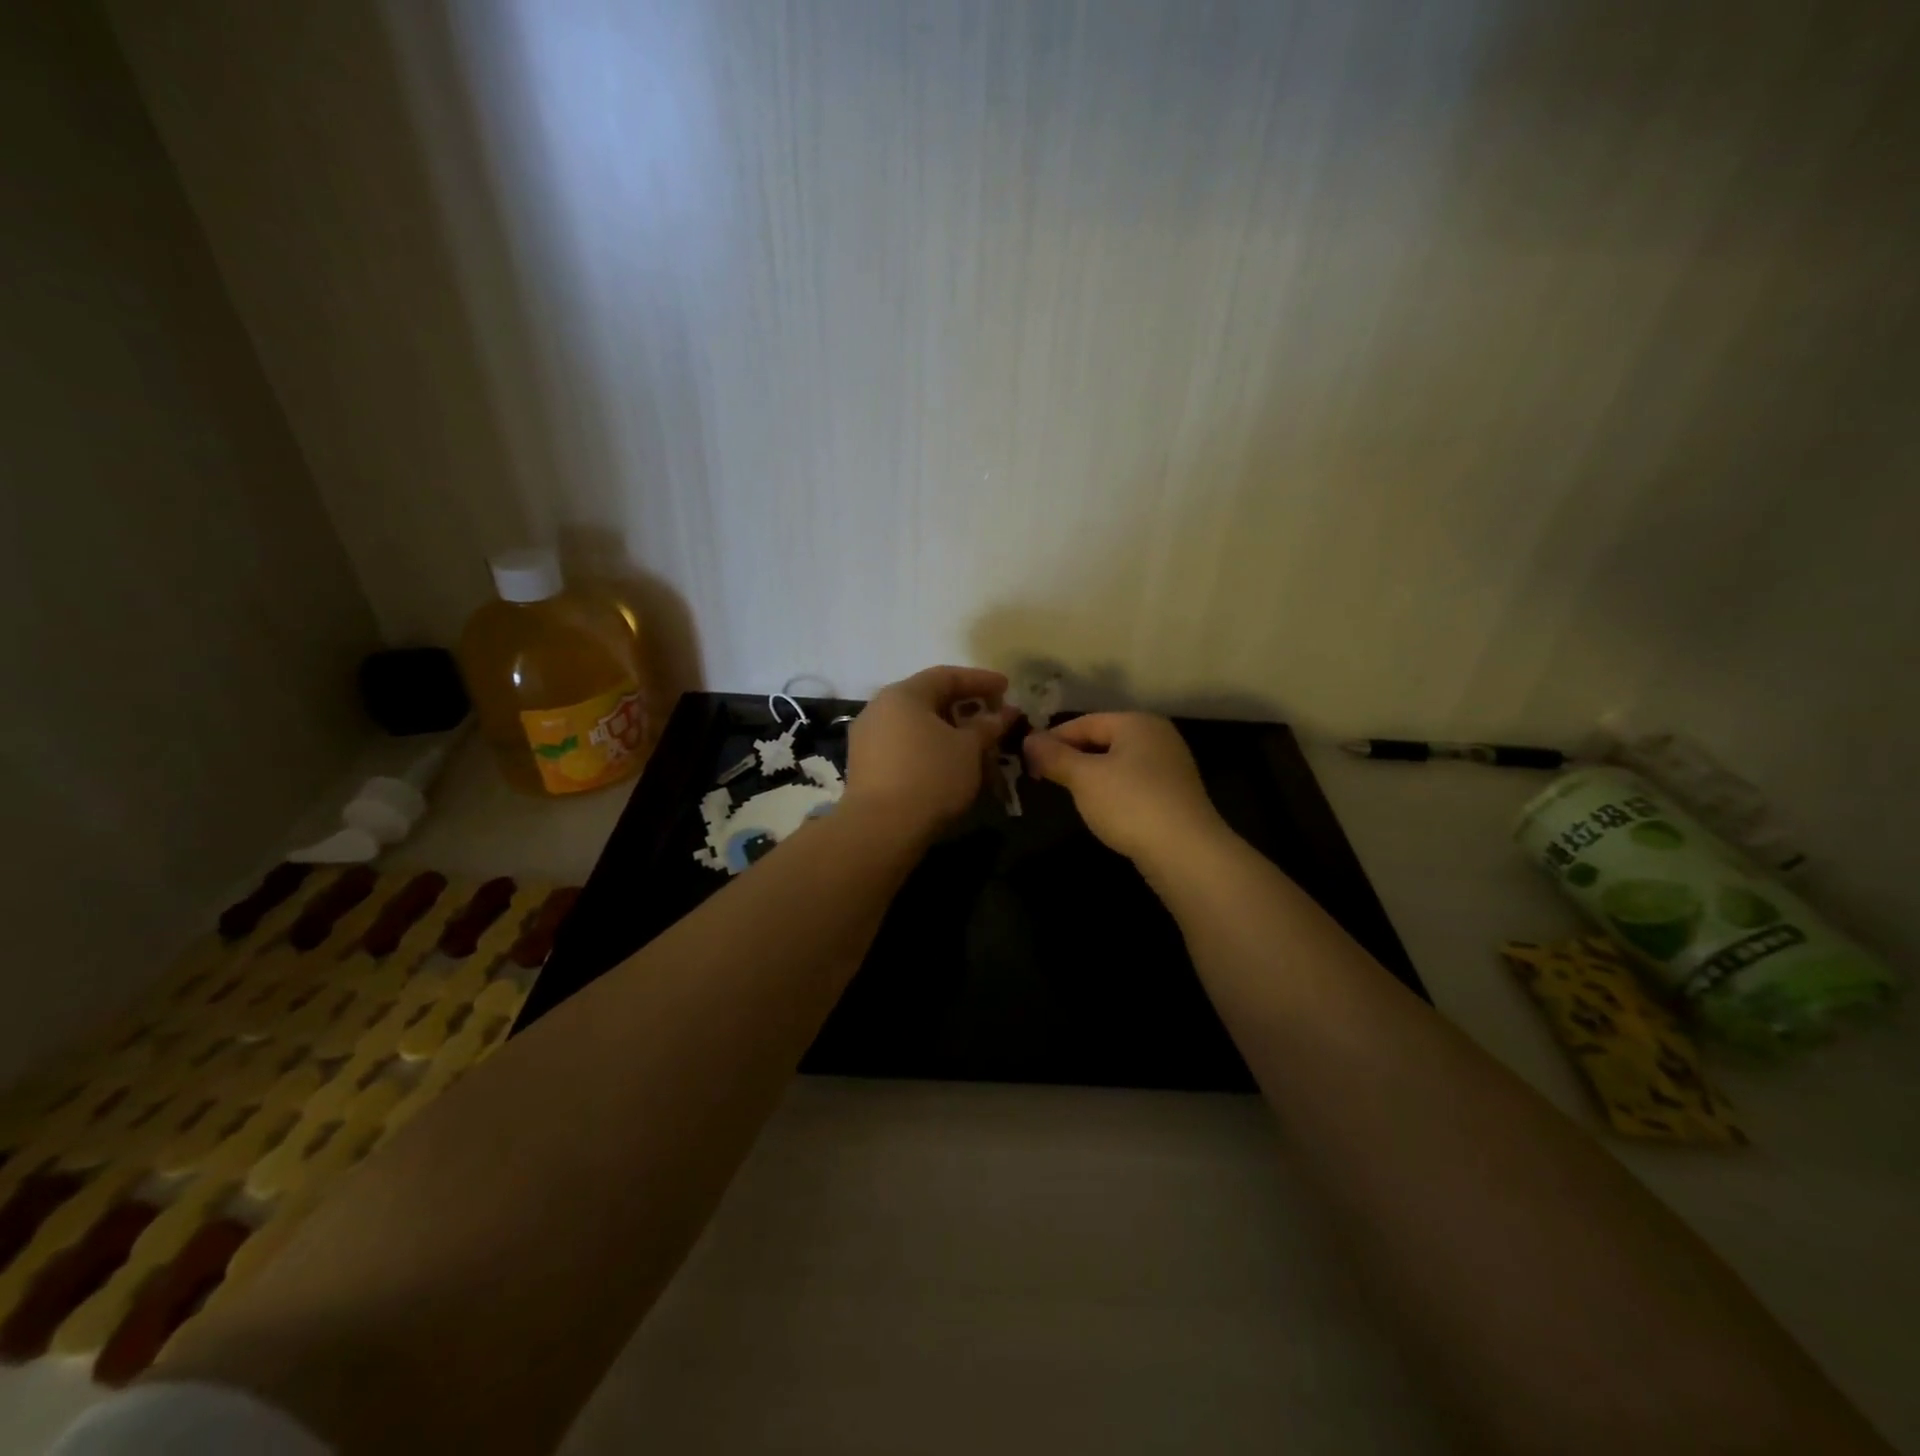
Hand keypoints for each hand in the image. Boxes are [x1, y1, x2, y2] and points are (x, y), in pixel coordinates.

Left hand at [844, 666, 1017, 840]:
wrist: (881, 828)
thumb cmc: (931, 776)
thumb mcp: (968, 748)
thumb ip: (987, 726)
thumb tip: (1005, 713)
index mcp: (903, 694)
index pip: (947, 676)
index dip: (981, 680)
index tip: (1007, 688)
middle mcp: (879, 709)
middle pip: (929, 699)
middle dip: (965, 708)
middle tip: (992, 718)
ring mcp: (868, 738)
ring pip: (917, 726)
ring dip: (949, 732)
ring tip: (976, 746)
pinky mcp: (865, 766)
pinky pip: (905, 747)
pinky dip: (930, 749)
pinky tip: (950, 765)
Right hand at [1023, 713, 1231, 868]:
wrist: (1185, 852)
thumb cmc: (1130, 804)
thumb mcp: (1084, 778)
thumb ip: (1054, 756)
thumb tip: (1028, 740)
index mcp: (1137, 722)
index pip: (1084, 722)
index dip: (1052, 739)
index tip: (1026, 759)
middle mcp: (1157, 736)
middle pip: (1102, 739)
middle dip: (1071, 757)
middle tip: (1042, 777)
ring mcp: (1170, 766)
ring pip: (1117, 762)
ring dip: (1090, 775)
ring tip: (1067, 793)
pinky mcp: (1174, 794)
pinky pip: (1133, 783)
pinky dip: (1112, 790)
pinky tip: (1101, 809)